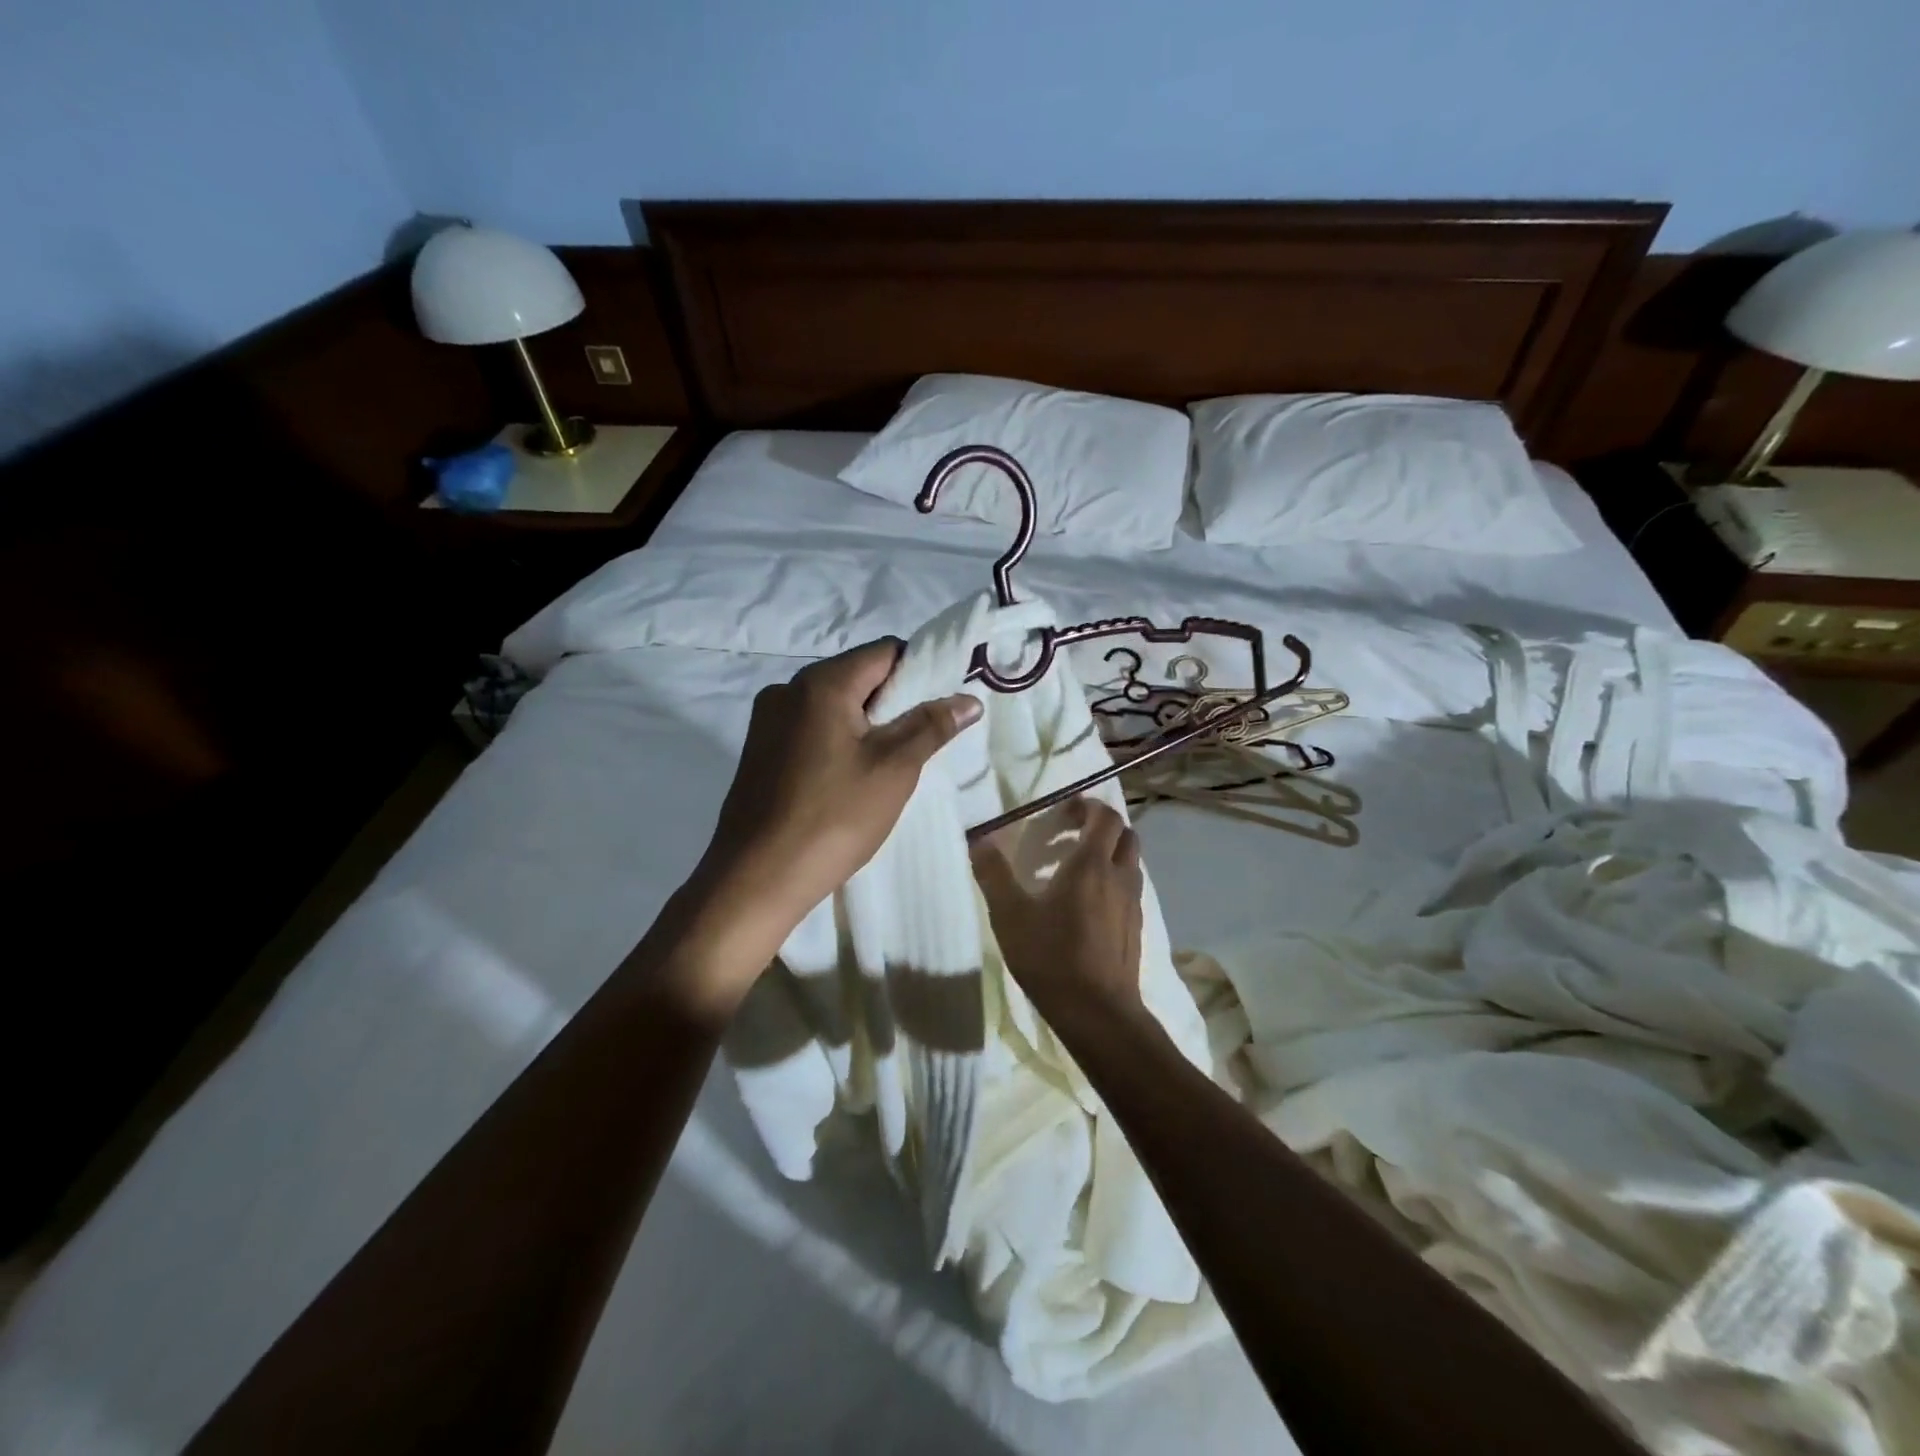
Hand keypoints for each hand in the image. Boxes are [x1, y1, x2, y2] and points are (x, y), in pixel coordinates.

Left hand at [682, 638, 980, 970]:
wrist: (757, 878)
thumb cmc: (834, 817)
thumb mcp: (894, 769)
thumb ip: (932, 725)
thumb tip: (968, 699)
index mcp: (821, 683)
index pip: (885, 651)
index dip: (920, 670)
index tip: (940, 707)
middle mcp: (787, 690)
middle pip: (857, 675)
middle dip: (894, 701)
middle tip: (921, 741)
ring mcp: (766, 721)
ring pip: (833, 704)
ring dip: (867, 724)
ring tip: (888, 765)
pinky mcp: (759, 751)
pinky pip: (810, 728)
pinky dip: (838, 740)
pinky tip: (850, 778)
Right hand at [970, 797, 1147, 1036]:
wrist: (1098, 1012)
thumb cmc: (1052, 956)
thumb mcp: (1010, 915)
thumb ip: (993, 874)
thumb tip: (979, 838)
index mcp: (1091, 864)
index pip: (1105, 817)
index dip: (1087, 806)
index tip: (1063, 811)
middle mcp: (1119, 876)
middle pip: (1124, 834)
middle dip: (1100, 826)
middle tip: (1069, 834)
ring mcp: (1133, 903)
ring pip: (1129, 861)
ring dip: (1108, 853)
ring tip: (1074, 868)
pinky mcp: (1135, 928)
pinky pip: (1129, 888)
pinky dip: (1112, 880)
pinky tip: (1085, 904)